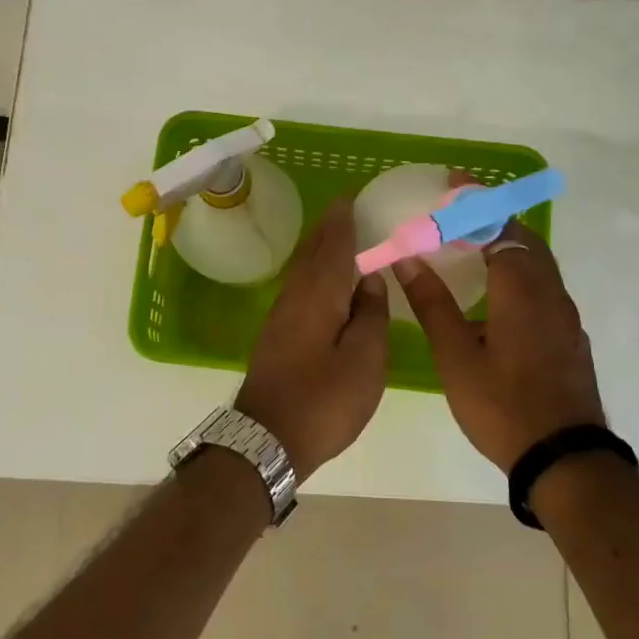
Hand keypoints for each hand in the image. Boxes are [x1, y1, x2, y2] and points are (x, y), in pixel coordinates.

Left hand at [237, 198, 390, 479]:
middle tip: (345, 211)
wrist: (267, 440)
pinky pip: (298, 289)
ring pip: (301, 271)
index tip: (350, 197)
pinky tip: (321, 283)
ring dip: (318, 250)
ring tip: (336, 238)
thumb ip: (370, 316)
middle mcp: (294, 298)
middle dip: (327, 230)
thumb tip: (370, 279)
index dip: (342, 221)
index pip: (332, 246)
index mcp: (318, 296)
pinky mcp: (276, 337)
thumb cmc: (324, 401)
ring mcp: (280, 318)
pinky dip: (312, 274)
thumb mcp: (364, 361)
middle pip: (311, 253)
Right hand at [395, 220, 604, 471]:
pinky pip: (543, 286)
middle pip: (524, 238)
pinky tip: (497, 293)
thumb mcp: (456, 357)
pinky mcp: (569, 337)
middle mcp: (549, 293)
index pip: (498, 227)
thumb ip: (432, 304)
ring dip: (508, 242)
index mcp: (521, 290)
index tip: (452, 181)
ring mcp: (565, 316)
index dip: (474, 201)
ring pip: (538, 263)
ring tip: (473, 243)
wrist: (565, 459)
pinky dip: (519, 270)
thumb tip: (407, 259)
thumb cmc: (503, 406)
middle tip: (459, 210)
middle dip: (493, 215)